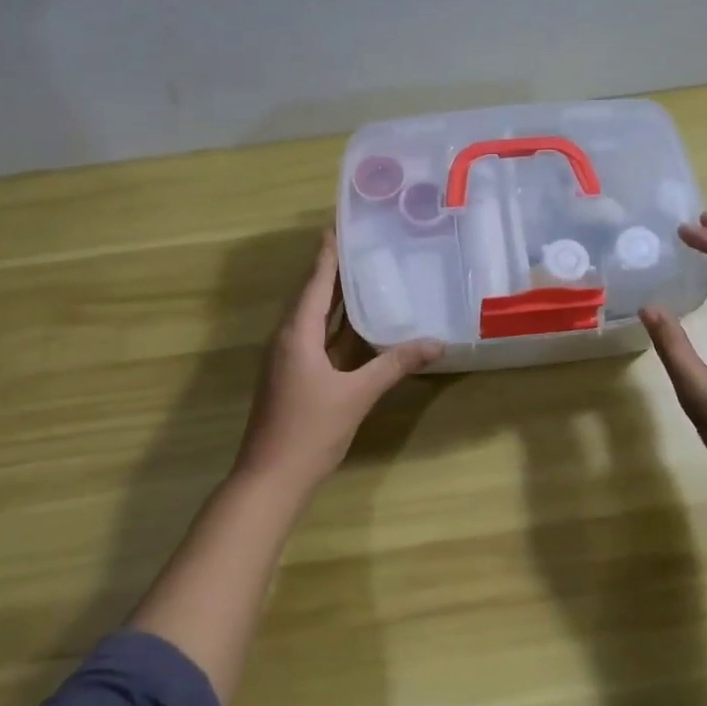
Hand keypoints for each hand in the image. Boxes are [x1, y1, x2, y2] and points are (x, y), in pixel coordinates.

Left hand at [232, 230, 443, 489]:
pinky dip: (335, 325)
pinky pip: (315, 338)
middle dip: (334, 270)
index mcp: (296, 334)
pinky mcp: (292, 376)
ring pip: (313, 318)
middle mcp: (287, 338)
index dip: (328, 254)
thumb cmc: (310, 431)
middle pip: (312, 295)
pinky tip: (357, 325)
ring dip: (334, 297)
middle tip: (363, 245)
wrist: (270, 479)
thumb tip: (436, 343)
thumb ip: (394, 366)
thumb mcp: (357, 395)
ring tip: (364, 274)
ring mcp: (288, 359)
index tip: (340, 226)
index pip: (315, 282)